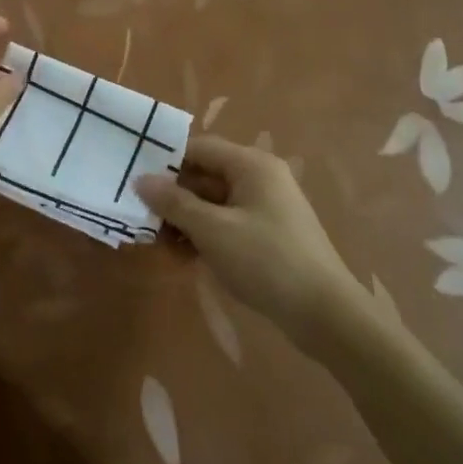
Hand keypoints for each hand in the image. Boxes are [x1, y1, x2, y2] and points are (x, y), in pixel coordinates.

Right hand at [135, 136, 353, 340]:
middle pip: (205, 176)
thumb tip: (141, 179)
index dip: (166, 161)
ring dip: (186, 220)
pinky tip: (184, 258)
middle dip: (173, 197)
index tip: (136, 181)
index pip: (199, 148)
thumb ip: (174, 203)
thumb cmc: (266, 261)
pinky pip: (227, 224)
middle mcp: (260, 178)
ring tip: (158, 244)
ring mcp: (266, 208)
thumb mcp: (213, 230)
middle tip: (142, 219)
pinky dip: (205, 235)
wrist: (325, 315)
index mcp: (251, 165)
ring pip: (213, 203)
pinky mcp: (268, 235)